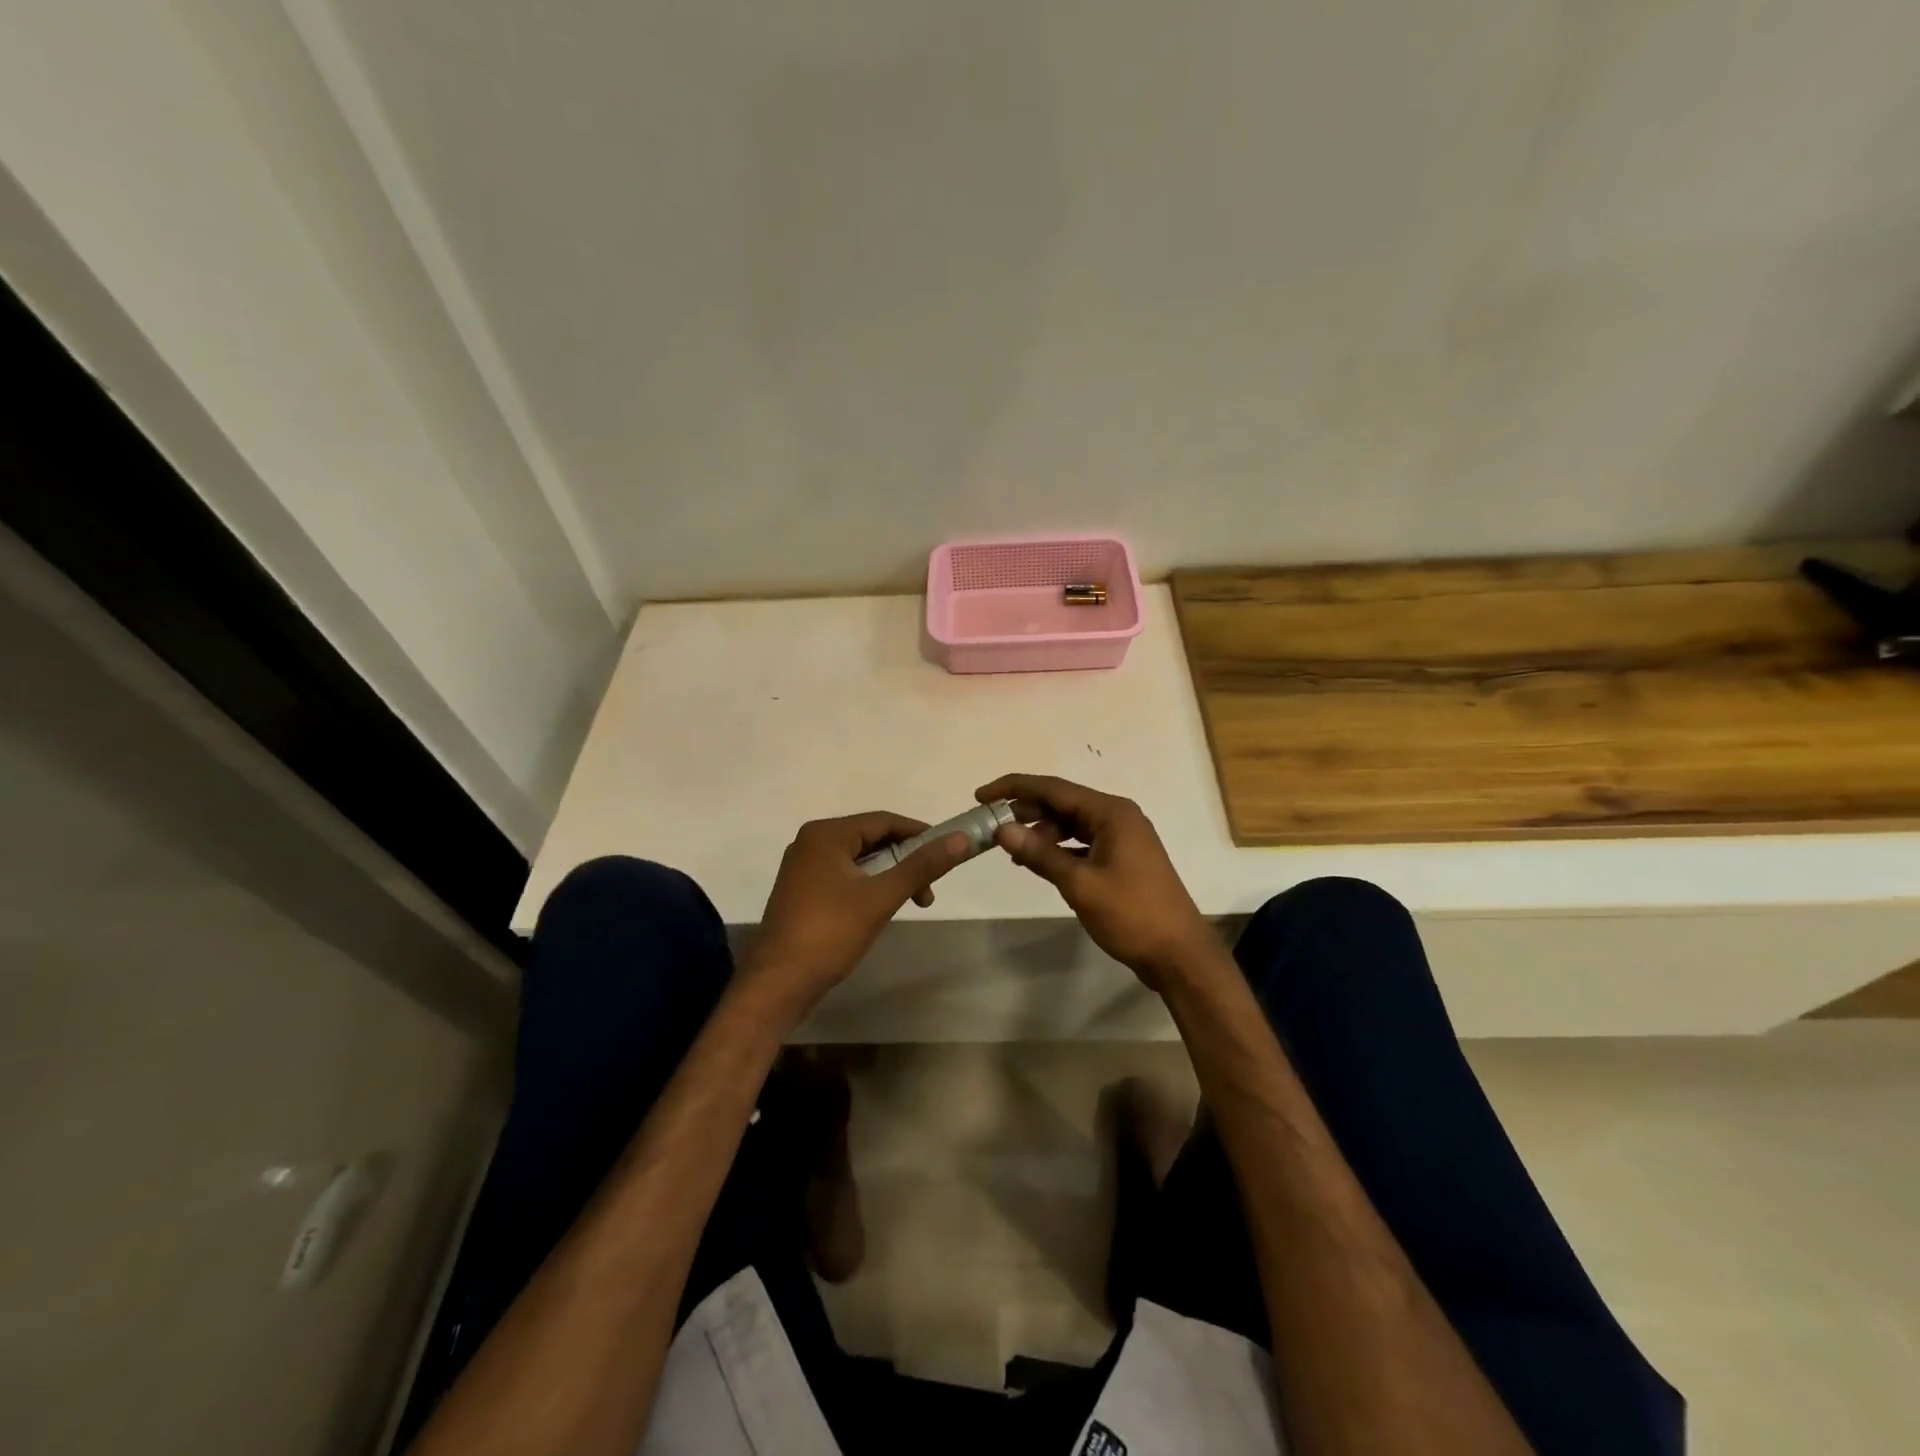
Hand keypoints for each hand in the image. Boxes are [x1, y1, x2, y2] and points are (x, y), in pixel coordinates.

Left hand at [745, 813, 970, 1013]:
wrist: (778, 984)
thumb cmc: (830, 933)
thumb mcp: (881, 897)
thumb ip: (921, 866)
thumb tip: (960, 839)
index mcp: (825, 834)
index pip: (883, 821)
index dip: (919, 833)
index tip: (948, 851)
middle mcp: (811, 843)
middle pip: (871, 839)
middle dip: (906, 860)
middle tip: (929, 889)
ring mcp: (804, 868)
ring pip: (859, 860)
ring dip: (890, 876)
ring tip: (912, 903)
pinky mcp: (803, 892)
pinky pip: (845, 877)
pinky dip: (870, 887)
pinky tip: (882, 909)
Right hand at [975, 774, 1214, 988]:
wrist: (1179, 954)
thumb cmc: (1131, 914)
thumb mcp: (1079, 884)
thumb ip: (1039, 854)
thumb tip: (1002, 830)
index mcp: (1111, 812)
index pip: (1053, 788)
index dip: (1014, 788)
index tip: (981, 795)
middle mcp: (1118, 816)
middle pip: (1063, 802)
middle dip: (1026, 810)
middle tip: (990, 823)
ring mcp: (1123, 838)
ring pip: (1072, 823)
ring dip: (1042, 832)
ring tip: (1011, 848)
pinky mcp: (1123, 858)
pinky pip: (1083, 842)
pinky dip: (1059, 848)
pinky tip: (1038, 862)